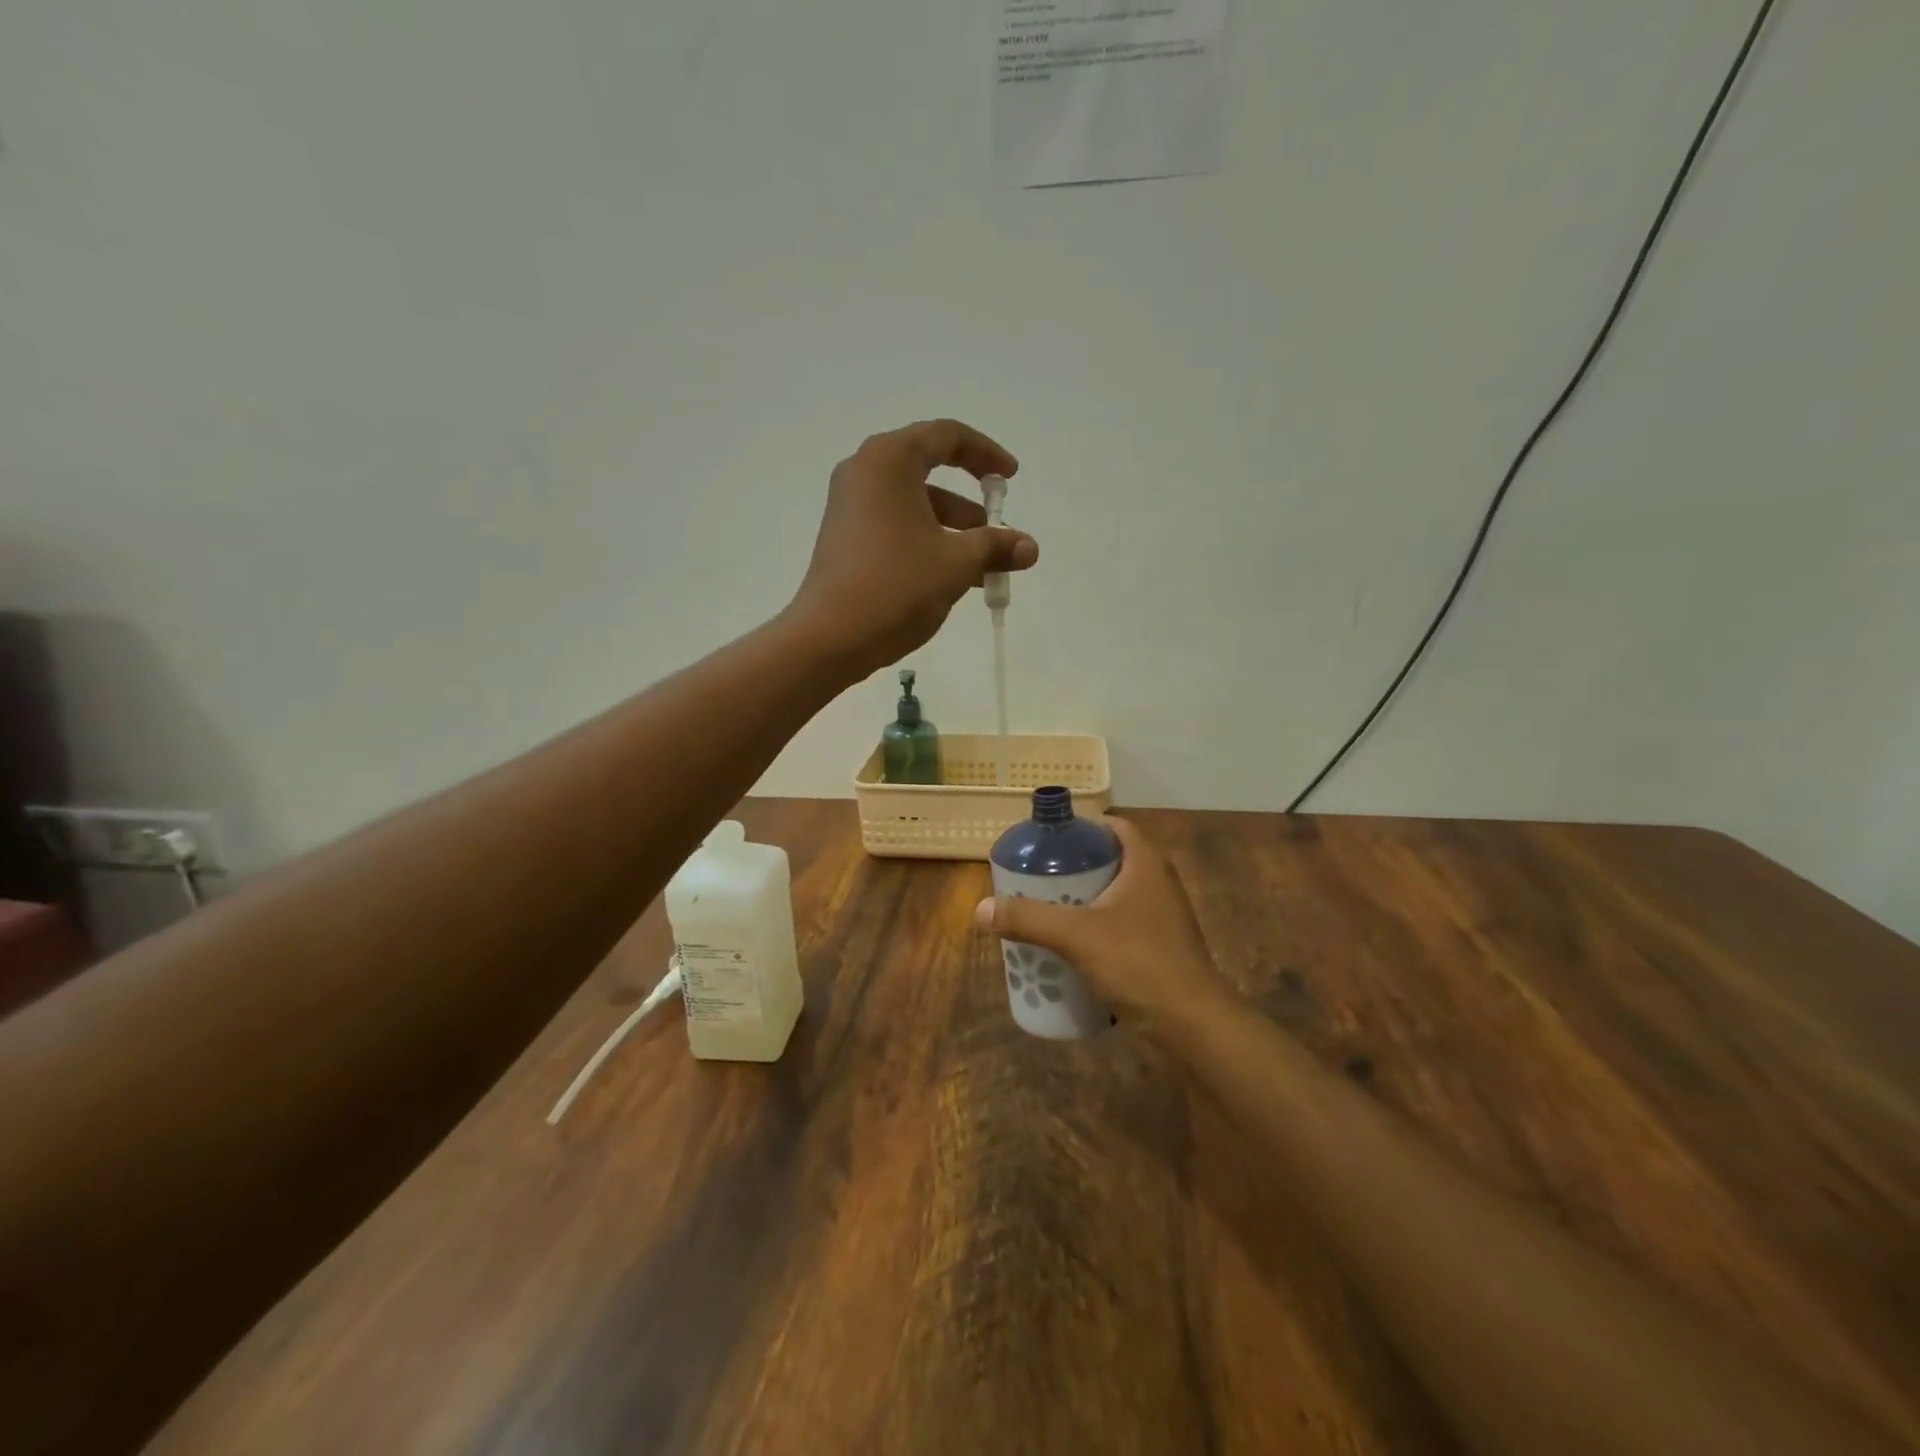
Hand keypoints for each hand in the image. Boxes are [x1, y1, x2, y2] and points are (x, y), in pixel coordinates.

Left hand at [786, 419, 1037, 679]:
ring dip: (953, 531)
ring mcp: (849, 507)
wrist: (830, 638)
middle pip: (928, 471)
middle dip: (970, 504)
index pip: (946, 436)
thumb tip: (1030, 547)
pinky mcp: (844, 539)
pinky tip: (951, 579)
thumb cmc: (897, 586)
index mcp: (889, 460)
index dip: (986, 454)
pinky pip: (895, 526)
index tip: (1011, 478)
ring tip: (985, 569)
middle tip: (998, 529)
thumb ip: (996, 547)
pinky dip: (926, 542)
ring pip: (914, 506)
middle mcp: (864, 473)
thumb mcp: (956, 564)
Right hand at [974, 817, 1241, 1043]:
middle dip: (1074, 867)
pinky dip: (1097, 927)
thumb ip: (1028, 919)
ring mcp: (1164, 918)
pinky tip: (1072, 946)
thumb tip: (980, 909)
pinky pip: (1123, 925)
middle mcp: (1159, 883)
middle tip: (1038, 876)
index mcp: (1146, 864)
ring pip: (1116, 895)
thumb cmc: (1138, 963)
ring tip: (1047, 909)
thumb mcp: (1076, 935)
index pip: (1114, 827)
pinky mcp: (1162, 948)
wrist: (1193, 1025)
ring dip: (1084, 899)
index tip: (1048, 839)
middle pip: (1111, 860)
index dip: (1081, 827)